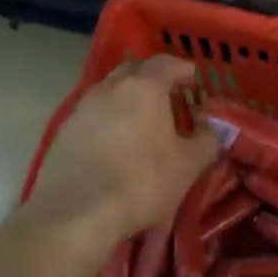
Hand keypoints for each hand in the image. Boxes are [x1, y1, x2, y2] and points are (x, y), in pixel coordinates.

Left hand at [21, 56, 217, 250]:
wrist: (76, 213)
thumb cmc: (141, 182)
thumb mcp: (188, 165)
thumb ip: (207, 140)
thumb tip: (213, 128)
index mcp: (144, 87)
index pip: (167, 63)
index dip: (184, 69)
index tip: (195, 81)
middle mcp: (110, 87)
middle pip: (135, 70)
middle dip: (155, 79)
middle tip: (171, 98)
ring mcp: (83, 107)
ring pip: (111, 91)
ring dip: (129, 99)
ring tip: (145, 122)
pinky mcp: (64, 131)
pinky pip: (94, 114)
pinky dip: (110, 120)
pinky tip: (117, 143)